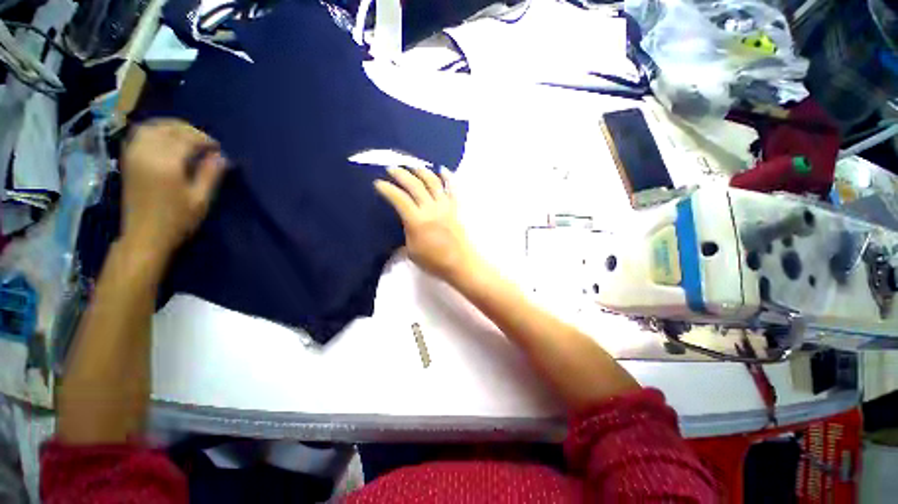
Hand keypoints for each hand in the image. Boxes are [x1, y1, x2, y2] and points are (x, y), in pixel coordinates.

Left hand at [120, 119, 226, 258]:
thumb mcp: (200, 200)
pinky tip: (165, 140)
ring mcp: (134, 156)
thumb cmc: (177, 220)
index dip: (205, 140)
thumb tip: (220, 157)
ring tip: (185, 136)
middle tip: (204, 141)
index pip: (187, 139)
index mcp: (166, 164)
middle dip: (188, 130)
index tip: (218, 149)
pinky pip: (139, 135)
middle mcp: (147, 154)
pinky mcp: (128, 161)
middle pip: (168, 129)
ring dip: (170, 127)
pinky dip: (154, 131)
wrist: (144, 236)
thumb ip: (210, 175)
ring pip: (150, 128)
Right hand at [375, 167, 481, 283]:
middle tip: (392, 169)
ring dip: (421, 171)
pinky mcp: (455, 208)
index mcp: (417, 221)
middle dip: (401, 174)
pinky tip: (442, 169)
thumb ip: (406, 232)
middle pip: (415, 185)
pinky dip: (447, 177)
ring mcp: (445, 206)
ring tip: (413, 166)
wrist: (459, 264)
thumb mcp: (411, 250)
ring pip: (433, 182)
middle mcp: (431, 209)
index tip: (379, 183)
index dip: (387, 189)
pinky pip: (452, 189)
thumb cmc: (433, 261)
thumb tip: (405, 221)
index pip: (399, 199)